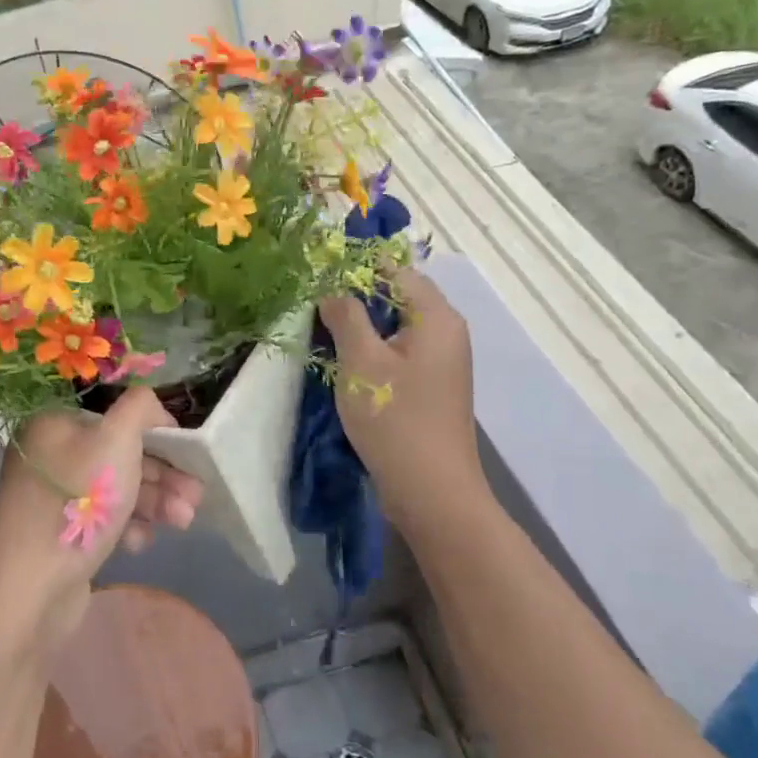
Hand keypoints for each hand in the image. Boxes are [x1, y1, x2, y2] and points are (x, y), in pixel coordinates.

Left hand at [0, 389, 202, 657]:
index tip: (189, 454)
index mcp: (55, 424)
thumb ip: (141, 408)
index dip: (156, 433)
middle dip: (162, 475)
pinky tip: (139, 544)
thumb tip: (153, 408)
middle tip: (196, 496)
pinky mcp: (59, 535)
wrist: (29, 588)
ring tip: (183, 522)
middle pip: (119, 455)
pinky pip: (102, 521)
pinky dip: (127, 528)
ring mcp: (53, 497)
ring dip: (154, 502)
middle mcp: (50, 455)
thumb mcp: (116, 439)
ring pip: (116, 490)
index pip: (115, 417)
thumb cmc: (77, 502)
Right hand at [320, 267, 487, 528]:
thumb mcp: (361, 362)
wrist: (431, 491)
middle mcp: (445, 332)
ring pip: (394, 327)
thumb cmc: (395, 419)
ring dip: (360, 325)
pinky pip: (398, 352)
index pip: (395, 270)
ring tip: (320, 328)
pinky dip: (371, 349)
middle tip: (312, 301)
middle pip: (396, 297)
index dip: (356, 266)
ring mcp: (440, 361)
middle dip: (354, 296)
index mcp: (436, 317)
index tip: (317, 271)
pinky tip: (342, 361)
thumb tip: (332, 288)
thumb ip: (346, 316)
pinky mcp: (429, 386)